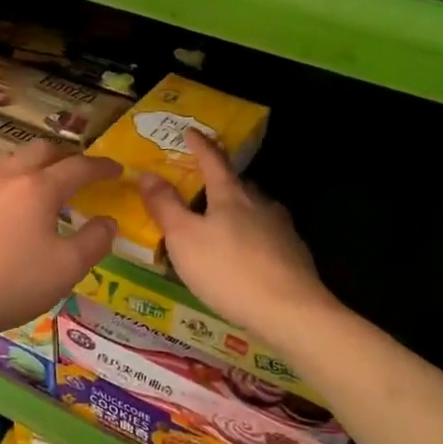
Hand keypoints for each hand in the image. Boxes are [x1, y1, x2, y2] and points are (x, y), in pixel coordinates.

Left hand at [0, 140, 118, 348]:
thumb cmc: (11, 284)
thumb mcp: (67, 269)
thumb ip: (95, 241)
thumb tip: (108, 221)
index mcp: (39, 187)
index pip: (78, 167)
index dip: (102, 167)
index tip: (118, 170)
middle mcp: (9, 176)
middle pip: (43, 150)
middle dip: (68, 156)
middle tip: (84, 172)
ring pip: (16, 159)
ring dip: (40, 163)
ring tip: (52, 184)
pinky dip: (18, 177)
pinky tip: (18, 203)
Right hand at [136, 132, 333, 342]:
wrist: (290, 311)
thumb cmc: (228, 270)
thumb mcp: (184, 238)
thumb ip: (165, 206)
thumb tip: (148, 174)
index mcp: (231, 196)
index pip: (213, 161)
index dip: (200, 146)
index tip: (191, 132)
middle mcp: (260, 205)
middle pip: (238, 185)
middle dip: (221, 181)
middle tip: (203, 184)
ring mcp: (282, 230)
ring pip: (256, 211)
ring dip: (239, 211)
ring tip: (222, 223)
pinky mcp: (294, 256)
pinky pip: (267, 237)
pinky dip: (253, 239)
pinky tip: (246, 256)